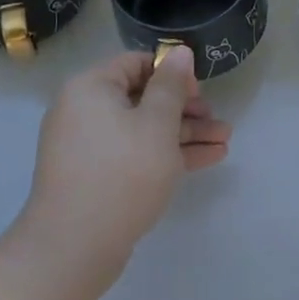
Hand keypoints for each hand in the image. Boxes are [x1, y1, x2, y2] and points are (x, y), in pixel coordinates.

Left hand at [16, 47, 230, 292]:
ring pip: (144, 130)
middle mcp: (85, 111)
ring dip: (184, 134)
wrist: (73, 248)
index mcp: (91, 88)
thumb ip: (172, 86)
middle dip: (186, 109)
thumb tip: (179, 51)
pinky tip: (208, 159)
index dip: (172, 72)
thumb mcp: (157, 124)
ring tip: (225, 141)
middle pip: (143, 99)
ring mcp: (90, 147)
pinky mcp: (97, 177)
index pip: (136, 64)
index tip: (200, 92)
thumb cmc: (121, 173)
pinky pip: (136, 154)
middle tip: (218, 120)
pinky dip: (167, 155)